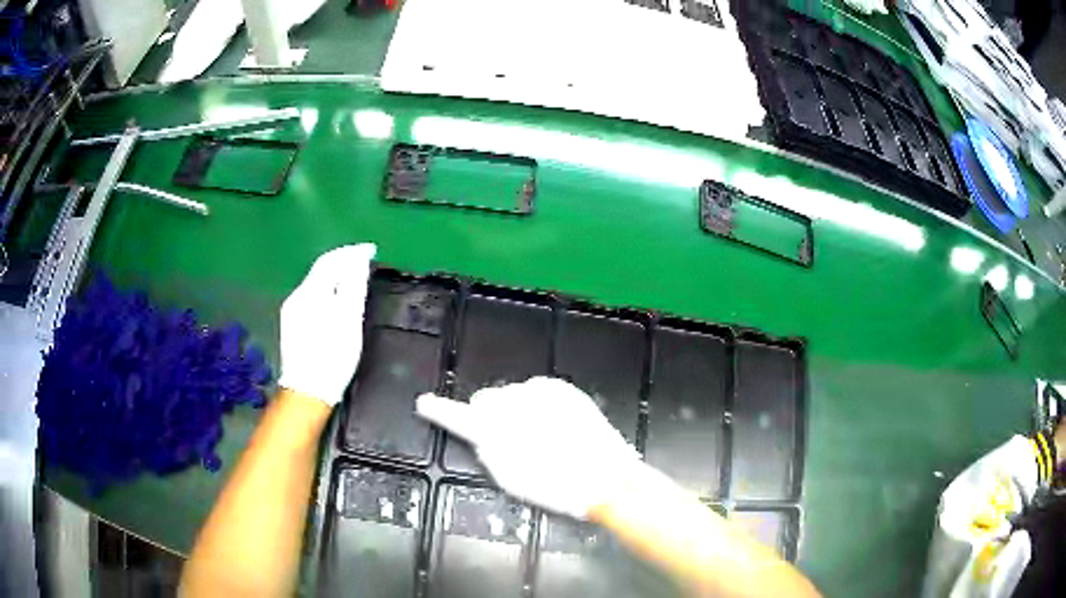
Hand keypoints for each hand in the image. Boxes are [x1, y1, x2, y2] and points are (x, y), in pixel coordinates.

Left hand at [277, 244, 375, 406]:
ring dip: (334, 276)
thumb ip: (354, 287)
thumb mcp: (349, 321)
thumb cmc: (333, 357)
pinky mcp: (291, 324)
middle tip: (364, 261)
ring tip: (354, 278)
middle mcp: (297, 296)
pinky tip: (336, 300)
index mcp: (311, 292)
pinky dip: (326, 290)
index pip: (331, 260)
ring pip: (315, 284)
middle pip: (320, 270)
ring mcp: (291, 311)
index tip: (371, 249)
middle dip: (342, 262)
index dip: (351, 252)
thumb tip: (359, 260)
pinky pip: (311, 297)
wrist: (307, 391)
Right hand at [416, 377, 641, 519]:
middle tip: (513, 439)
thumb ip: (489, 451)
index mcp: (497, 433)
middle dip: (492, 414)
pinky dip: (539, 404)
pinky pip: (537, 391)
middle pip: (488, 400)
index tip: (425, 403)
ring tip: (542, 435)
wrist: (605, 477)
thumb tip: (482, 435)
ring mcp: (539, 392)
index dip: (439, 411)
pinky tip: (555, 425)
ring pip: (514, 394)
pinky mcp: (560, 388)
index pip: (458, 417)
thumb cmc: (555, 487)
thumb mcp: (511, 479)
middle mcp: (515, 405)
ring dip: (518, 409)